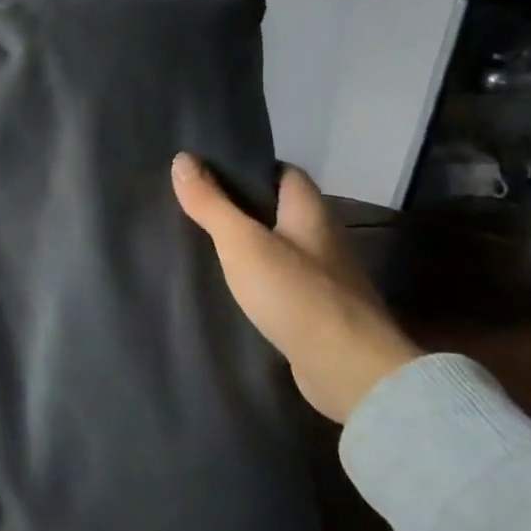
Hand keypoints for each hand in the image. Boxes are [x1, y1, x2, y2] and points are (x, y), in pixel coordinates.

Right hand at [171, 154, 418, 423]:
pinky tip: (227, 286)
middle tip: (193, 205)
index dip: (249, 167)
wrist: (349, 371)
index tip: (207, 171)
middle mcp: (322, 238)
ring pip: (277, 247)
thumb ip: (211, 203)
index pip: (283, 172)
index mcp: (311, 211)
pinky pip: (279, 282)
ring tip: (200, 242)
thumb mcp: (242, 242)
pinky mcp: (316, 311)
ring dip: (246, 244)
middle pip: (278, 209)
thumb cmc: (296, 294)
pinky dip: (255, 278)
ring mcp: (323, 277)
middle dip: (239, 206)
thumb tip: (181, 158)